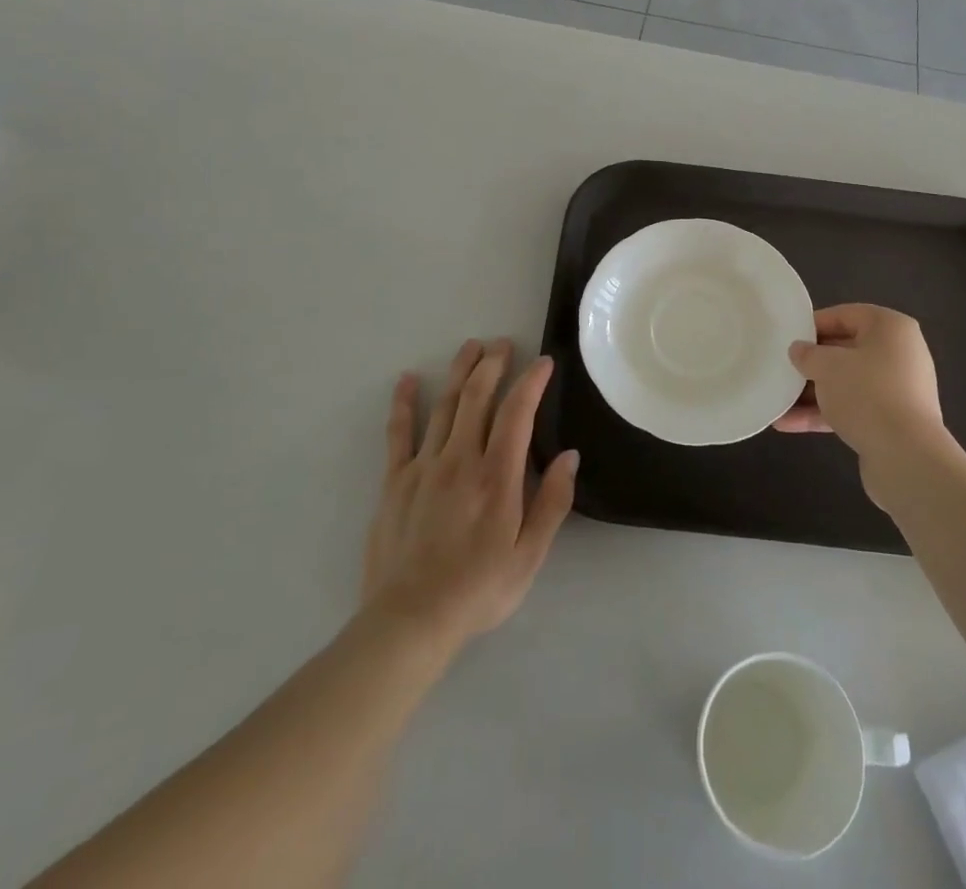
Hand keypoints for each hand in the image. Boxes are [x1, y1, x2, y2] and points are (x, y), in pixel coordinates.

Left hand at [362, 339, 578, 649]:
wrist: (410, 621)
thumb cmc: (478, 590)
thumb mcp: (529, 555)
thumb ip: (553, 502)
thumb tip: (570, 456)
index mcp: (497, 476)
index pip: (517, 413)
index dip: (531, 382)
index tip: (543, 362)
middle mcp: (461, 459)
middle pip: (477, 397)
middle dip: (492, 364)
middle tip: (503, 344)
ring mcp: (424, 466)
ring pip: (444, 405)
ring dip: (459, 372)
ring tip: (470, 347)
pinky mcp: (395, 481)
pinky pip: (399, 433)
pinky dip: (403, 403)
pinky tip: (406, 380)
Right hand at [774, 305, 946, 479]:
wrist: (906, 457)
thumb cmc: (867, 393)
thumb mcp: (827, 366)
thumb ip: (808, 354)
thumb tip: (799, 350)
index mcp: (890, 328)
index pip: (845, 315)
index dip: (814, 325)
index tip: (788, 337)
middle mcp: (899, 354)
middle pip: (846, 351)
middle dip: (812, 363)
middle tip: (782, 368)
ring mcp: (897, 390)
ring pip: (847, 383)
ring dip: (812, 393)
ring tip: (778, 401)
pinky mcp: (891, 421)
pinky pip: (853, 409)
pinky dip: (824, 413)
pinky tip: (789, 424)